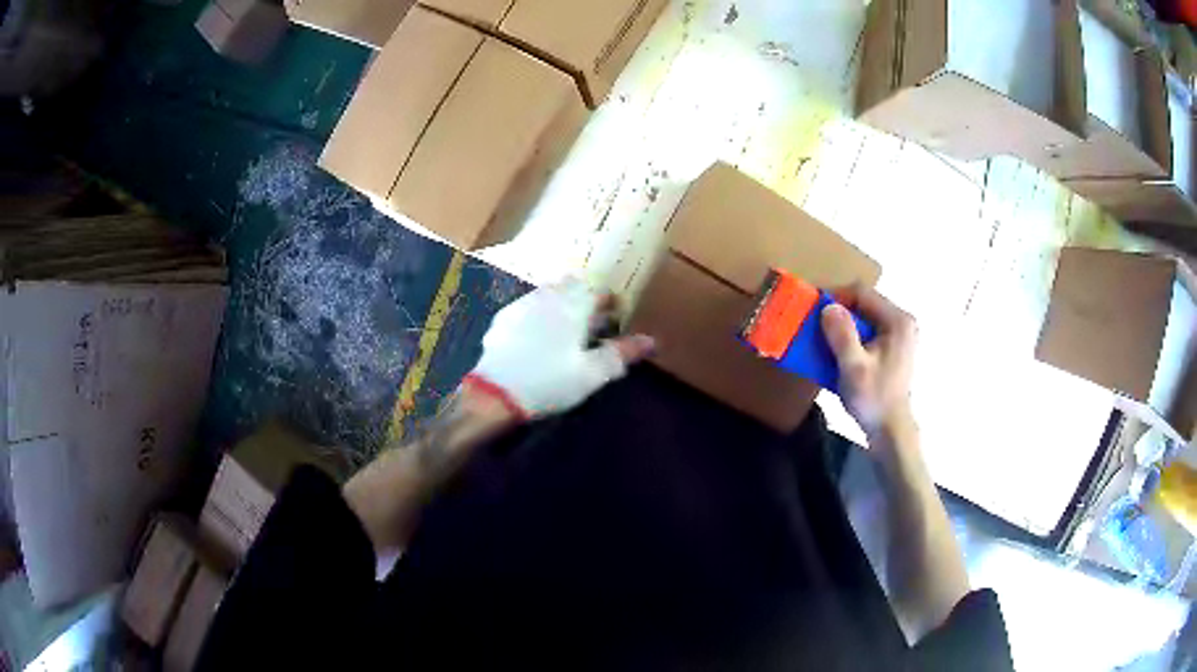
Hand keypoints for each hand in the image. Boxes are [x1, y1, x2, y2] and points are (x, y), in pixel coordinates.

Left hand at [466, 279, 655, 419]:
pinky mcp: (503, 319)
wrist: (496, 393)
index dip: (611, 301)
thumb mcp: (592, 373)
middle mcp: (547, 296)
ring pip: (548, 293)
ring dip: (562, 303)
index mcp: (572, 305)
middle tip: (594, 321)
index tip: (618, 314)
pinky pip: (528, 307)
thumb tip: (651, 341)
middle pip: (572, 286)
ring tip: (567, 329)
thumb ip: (621, 354)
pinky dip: (539, 315)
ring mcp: (522, 305)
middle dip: (585, 298)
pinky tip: (538, 337)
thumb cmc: (550, 381)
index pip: (598, 291)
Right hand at [821, 285, 916, 439]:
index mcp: (897, 321)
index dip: (836, 297)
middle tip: (815, 327)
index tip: (813, 311)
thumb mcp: (853, 367)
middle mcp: (901, 323)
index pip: (862, 293)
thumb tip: (828, 307)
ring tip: (822, 341)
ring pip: (864, 320)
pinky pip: (867, 334)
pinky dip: (850, 339)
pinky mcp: (893, 350)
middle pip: (863, 305)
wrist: (890, 432)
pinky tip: (837, 354)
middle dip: (838, 314)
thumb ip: (842, 334)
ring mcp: (899, 337)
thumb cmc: (874, 398)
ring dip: (842, 328)